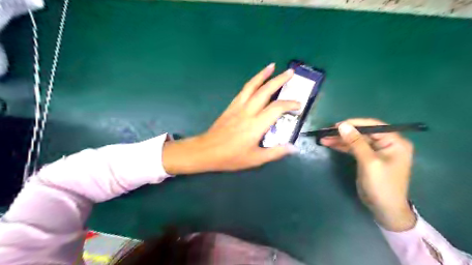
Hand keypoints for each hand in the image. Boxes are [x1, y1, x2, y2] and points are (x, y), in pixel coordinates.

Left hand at [165, 63, 299, 174]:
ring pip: (252, 86)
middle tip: (290, 73)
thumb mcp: (255, 159)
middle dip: (279, 80)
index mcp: (256, 125)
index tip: (298, 105)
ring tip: (272, 66)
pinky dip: (252, 82)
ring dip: (263, 75)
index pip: (277, 108)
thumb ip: (276, 152)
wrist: (207, 151)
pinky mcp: (231, 106)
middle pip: (265, 91)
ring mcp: (238, 107)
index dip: (290, 104)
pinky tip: (256, 80)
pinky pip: (243, 90)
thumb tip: (294, 148)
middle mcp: (248, 112)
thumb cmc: (231, 157)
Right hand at [320, 119, 415, 230]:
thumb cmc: (381, 185)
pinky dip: (342, 146)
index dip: (353, 124)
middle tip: (325, 132)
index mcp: (394, 141)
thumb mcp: (368, 162)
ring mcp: (376, 151)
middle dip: (343, 133)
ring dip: (340, 139)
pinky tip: (330, 144)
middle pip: (362, 133)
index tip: (335, 125)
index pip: (373, 126)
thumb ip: (356, 142)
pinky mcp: (367, 158)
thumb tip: (342, 125)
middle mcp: (386, 143)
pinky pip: (354, 148)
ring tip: (323, 138)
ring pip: (355, 140)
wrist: (384, 209)